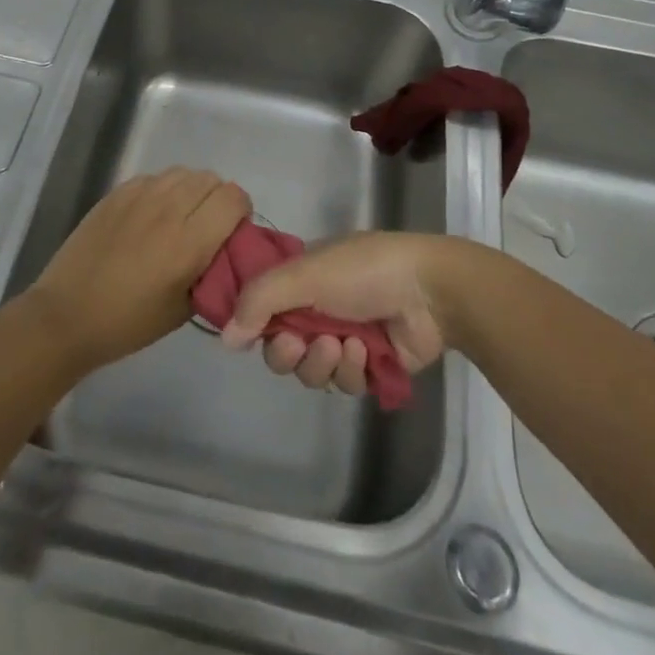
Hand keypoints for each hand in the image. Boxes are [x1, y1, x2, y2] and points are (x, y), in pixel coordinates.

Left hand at [27, 168, 249, 372]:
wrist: (67, 315)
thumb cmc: (128, 323)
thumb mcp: (183, 310)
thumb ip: (212, 273)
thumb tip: (226, 252)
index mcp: (188, 242)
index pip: (234, 198)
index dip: (240, 212)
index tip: (230, 234)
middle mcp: (168, 209)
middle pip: (211, 179)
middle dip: (217, 199)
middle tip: (206, 228)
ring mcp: (139, 195)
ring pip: (183, 173)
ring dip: (191, 191)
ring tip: (178, 219)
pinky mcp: (117, 193)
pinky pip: (155, 178)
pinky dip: (163, 190)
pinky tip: (150, 217)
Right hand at [218, 232, 455, 395]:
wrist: (429, 292)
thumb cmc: (364, 270)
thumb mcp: (305, 273)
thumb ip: (260, 300)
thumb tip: (225, 337)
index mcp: (303, 278)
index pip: (264, 311)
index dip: (259, 327)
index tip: (261, 332)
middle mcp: (320, 308)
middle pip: (283, 349)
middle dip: (289, 352)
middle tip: (300, 344)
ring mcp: (345, 338)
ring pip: (312, 371)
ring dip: (325, 362)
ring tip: (346, 344)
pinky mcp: (370, 367)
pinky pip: (344, 384)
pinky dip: (352, 370)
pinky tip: (367, 352)